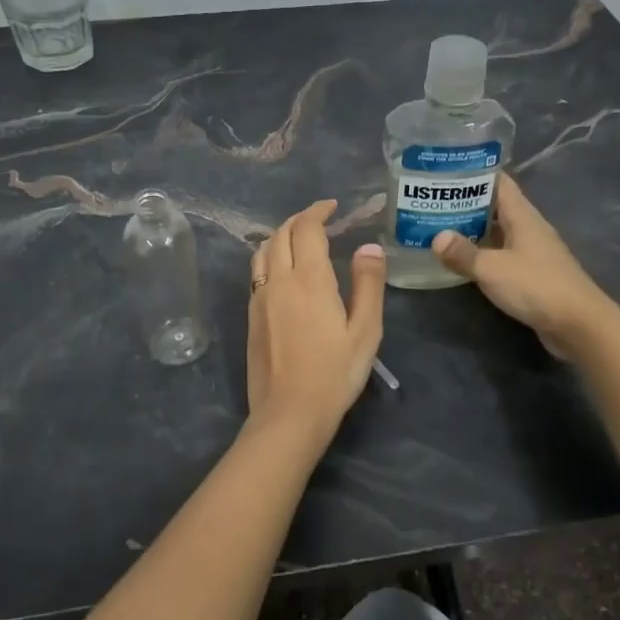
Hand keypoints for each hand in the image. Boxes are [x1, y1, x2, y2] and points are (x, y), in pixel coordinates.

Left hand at [247, 200, 385, 434]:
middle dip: (300, 219)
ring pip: (263, 251)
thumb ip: (368, 285)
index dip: (319, 211)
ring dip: (281, 235)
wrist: (289, 413)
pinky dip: (270, 257)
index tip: (333, 206)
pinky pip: (256, 272)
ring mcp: (259, 299)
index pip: (307, 229)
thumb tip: (368, 247)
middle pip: (280, 234)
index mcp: (308, 279)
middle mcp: (278, 281)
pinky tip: (283, 271)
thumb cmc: (335, 373)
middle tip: (321, 219)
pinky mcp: (251, 316)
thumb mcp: (365, 331)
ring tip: (300, 240)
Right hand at [432, 174, 614, 359]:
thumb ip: (463, 253)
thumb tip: (437, 238)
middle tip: (433, 202)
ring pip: (498, 232)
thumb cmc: (536, 286)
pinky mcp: (532, 274)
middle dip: (466, 203)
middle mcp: (529, 228)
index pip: (498, 182)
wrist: (578, 323)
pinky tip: (464, 261)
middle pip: (496, 207)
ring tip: (440, 228)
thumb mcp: (492, 269)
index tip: (445, 172)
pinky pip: (503, 255)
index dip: (474, 174)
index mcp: (523, 215)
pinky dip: (483, 254)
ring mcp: (532, 251)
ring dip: (473, 230)